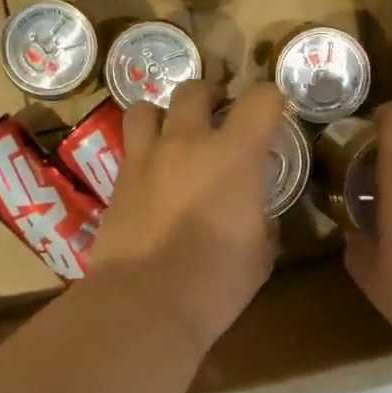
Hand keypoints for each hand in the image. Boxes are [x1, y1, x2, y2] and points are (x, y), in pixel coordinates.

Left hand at [90, 80, 283, 350]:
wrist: (144, 303)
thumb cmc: (215, 282)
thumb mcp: (260, 252)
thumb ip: (261, 220)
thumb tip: (256, 215)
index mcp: (234, 154)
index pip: (261, 98)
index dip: (272, 100)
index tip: (273, 115)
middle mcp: (187, 142)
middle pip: (195, 89)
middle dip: (211, 96)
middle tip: (219, 118)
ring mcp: (146, 158)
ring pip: (147, 108)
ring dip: (164, 115)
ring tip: (174, 136)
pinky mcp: (118, 181)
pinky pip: (130, 147)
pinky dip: (144, 151)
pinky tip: (153, 176)